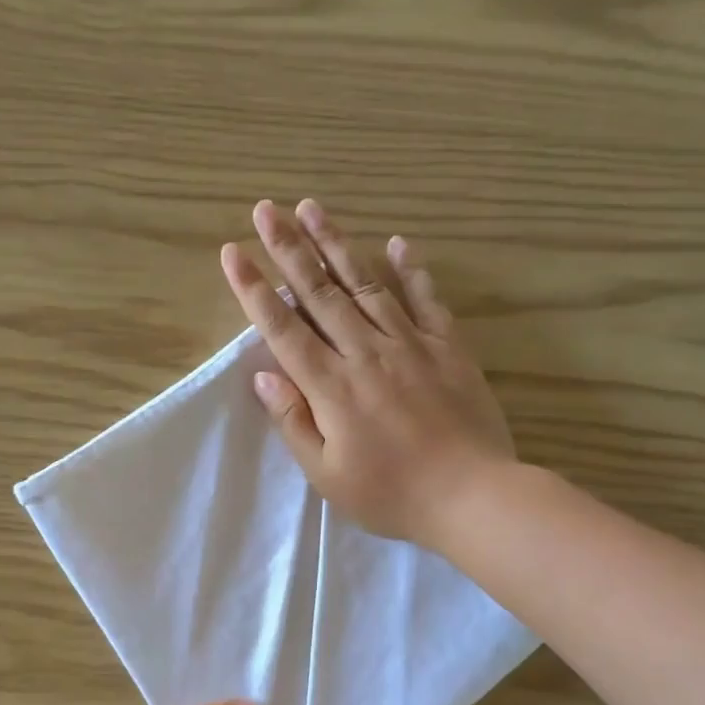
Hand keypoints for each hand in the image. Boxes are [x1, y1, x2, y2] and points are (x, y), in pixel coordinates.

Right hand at [219, 198, 515, 546]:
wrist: (472, 496)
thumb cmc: (391, 495)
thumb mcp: (327, 474)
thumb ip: (294, 421)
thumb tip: (264, 374)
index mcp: (331, 387)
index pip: (283, 328)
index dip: (254, 289)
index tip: (233, 252)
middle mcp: (366, 353)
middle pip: (320, 292)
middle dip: (288, 248)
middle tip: (266, 209)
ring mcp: (410, 344)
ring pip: (367, 283)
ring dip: (336, 244)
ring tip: (312, 208)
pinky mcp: (448, 347)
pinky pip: (426, 299)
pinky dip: (411, 269)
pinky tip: (396, 242)